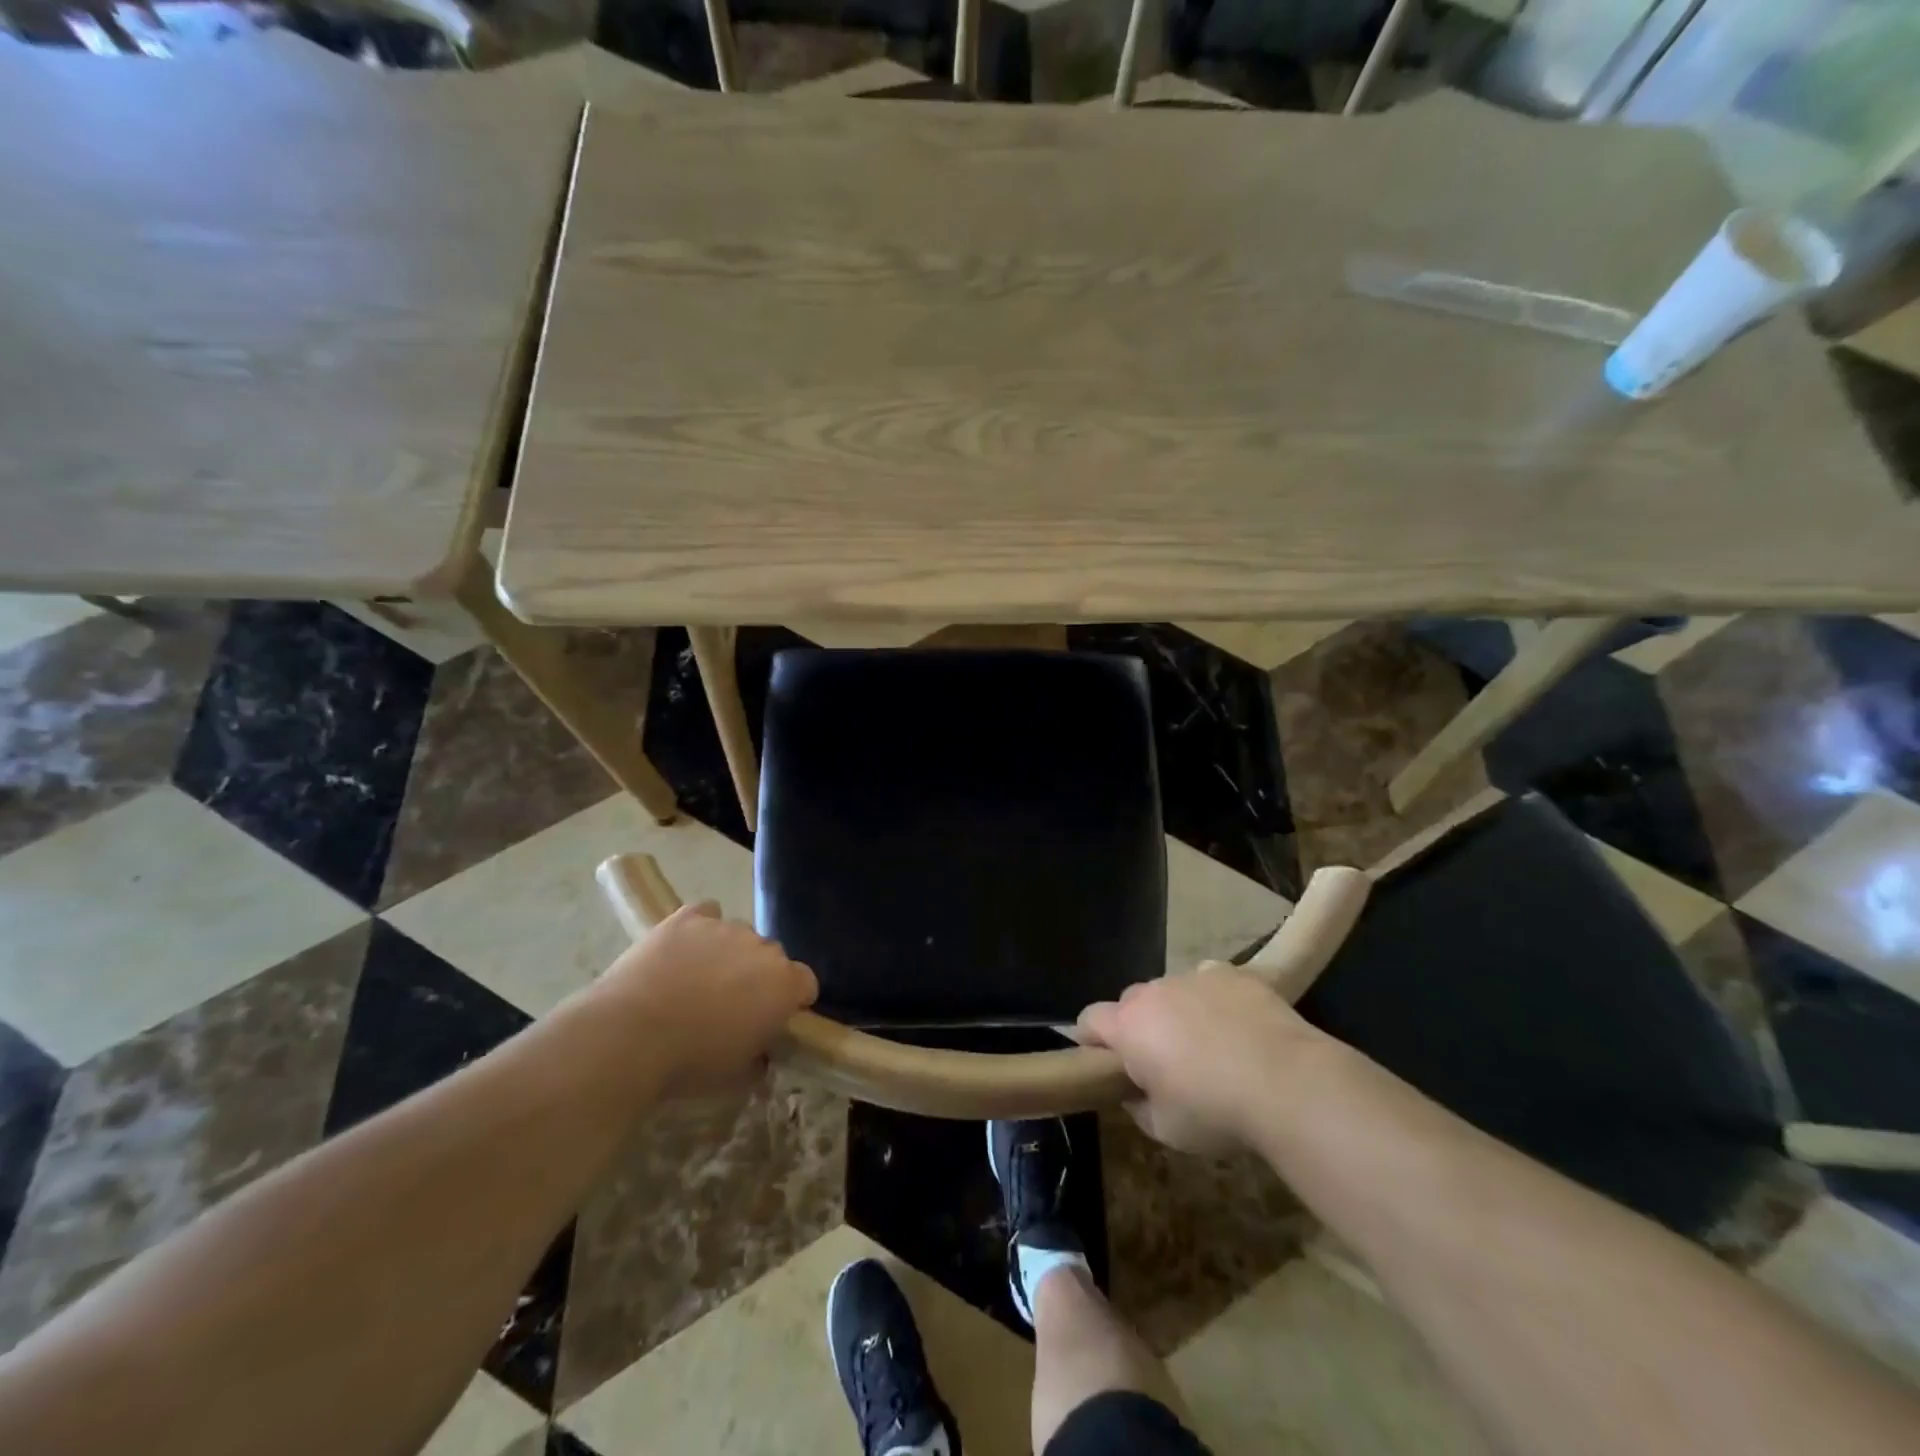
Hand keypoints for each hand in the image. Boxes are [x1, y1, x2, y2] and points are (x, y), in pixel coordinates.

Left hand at [598, 902, 817, 1094]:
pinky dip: (702, 928)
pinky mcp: (688, 917)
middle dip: (759, 975)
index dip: (792, 999)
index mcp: (783, 985)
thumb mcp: (736, 1076)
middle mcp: (763, 948)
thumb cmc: (690, 1062)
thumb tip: (760, 1054)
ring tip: (698, 979)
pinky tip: (685, 948)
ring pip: (739, 935)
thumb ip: (759, 1057)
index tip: (774, 1018)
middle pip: (772, 956)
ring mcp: (725, 927)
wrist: (630, 1035)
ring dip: (729, 953)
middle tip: (731, 1004)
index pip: (806, 982)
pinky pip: (707, 913)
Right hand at [1077, 968, 1330, 1153]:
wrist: (1290, 1084)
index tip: (1108, 1064)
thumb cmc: (1217, 1112)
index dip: (1092, 1040)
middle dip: (1139, 1026)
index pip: (1088, 1019)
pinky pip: (1209, 981)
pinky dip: (1214, 1000)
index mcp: (1129, 1027)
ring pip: (1172, 990)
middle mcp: (1154, 992)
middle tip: (1164, 1061)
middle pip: (1131, 1001)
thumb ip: (1138, 1106)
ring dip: (1178, 1012)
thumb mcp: (1165, 1129)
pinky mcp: (1232, 973)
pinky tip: (1237, 1026)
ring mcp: (1194, 976)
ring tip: (1210, 1046)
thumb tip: (1135, 1092)